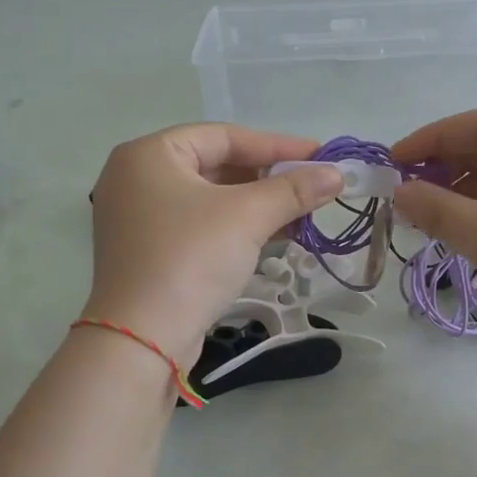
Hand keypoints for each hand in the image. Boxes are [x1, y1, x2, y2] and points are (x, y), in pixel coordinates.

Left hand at [82, 124, 343, 365]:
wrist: (143, 339)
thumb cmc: (190, 259)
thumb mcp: (247, 217)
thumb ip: (294, 190)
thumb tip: (338, 174)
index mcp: (149, 155)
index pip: (223, 137)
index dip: (276, 145)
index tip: (319, 155)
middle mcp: (137, 179)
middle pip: (216, 166)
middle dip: (268, 179)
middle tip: (312, 187)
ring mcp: (140, 219)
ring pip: (211, 200)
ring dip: (258, 206)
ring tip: (302, 214)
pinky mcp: (151, 253)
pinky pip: (201, 227)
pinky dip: (237, 228)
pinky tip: (275, 237)